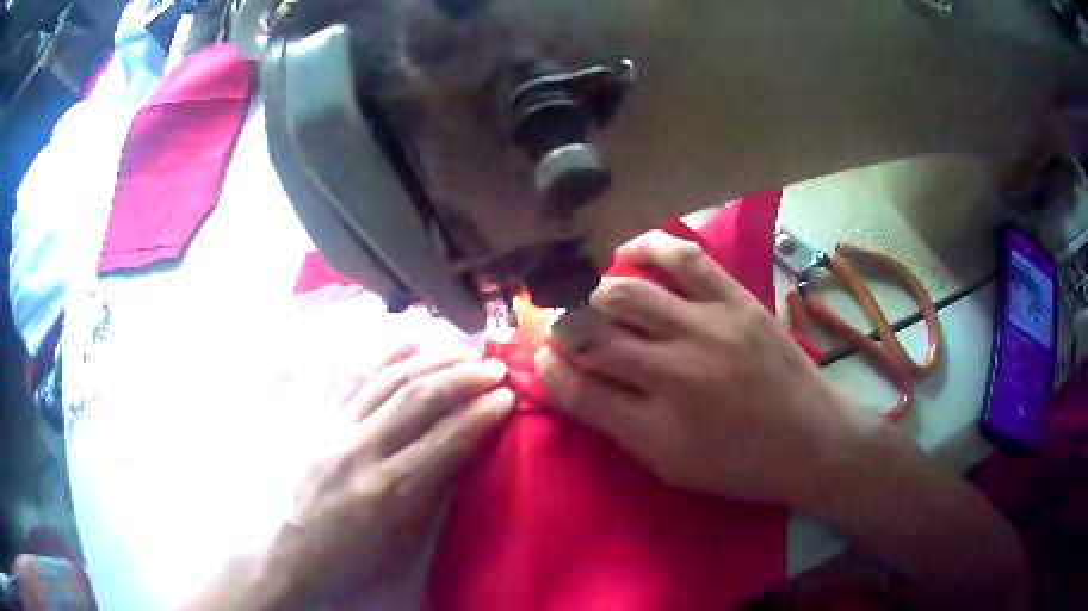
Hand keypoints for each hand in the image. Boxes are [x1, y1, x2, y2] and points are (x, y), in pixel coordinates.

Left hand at [258, 345, 514, 607]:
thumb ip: (430, 495)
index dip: (484, 414)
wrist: (284, 553)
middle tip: (494, 367)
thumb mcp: (399, 542)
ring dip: (429, 359)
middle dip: (464, 377)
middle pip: (419, 398)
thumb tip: (460, 452)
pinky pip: (344, 374)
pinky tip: (403, 339)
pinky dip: (377, 352)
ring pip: (385, 377)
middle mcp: (360, 448)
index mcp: (388, 490)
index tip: (509, 396)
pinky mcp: (312, 417)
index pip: (447, 439)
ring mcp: (330, 426)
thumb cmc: (346, 558)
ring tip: (460, 348)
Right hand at [537, 230, 857, 505]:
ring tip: (592, 296)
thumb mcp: (671, 466)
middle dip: (565, 329)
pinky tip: (629, 251)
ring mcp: (707, 329)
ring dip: (596, 294)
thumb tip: (576, 383)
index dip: (549, 371)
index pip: (578, 390)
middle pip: (594, 337)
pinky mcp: (736, 301)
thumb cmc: (739, 465)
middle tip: (561, 326)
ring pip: (628, 294)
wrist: (811, 440)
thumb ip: (619, 425)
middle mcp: (673, 373)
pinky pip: (684, 259)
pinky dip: (648, 248)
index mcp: (654, 427)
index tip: (541, 358)